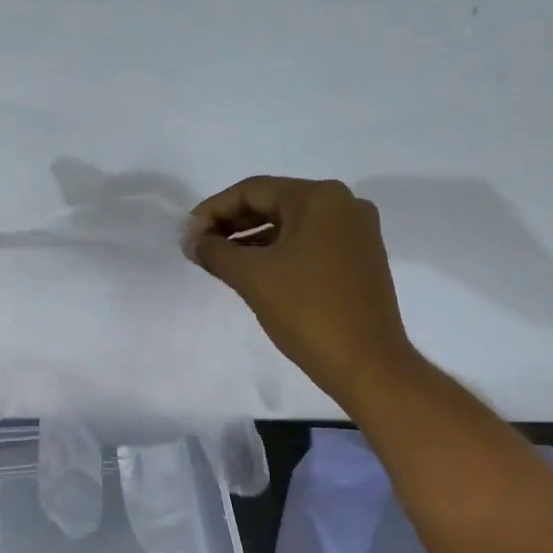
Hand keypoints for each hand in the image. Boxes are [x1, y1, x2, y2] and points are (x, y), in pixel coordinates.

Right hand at [189, 176, 416, 407]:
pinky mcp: (360, 259)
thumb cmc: (307, 311)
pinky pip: (310, 244)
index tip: (187, 234)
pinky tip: (255, 272)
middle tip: (199, 246)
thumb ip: (215, 252)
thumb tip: (191, 240)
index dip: (213, 210)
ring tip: (220, 261)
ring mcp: (357, 233)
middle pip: (274, 203)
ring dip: (253, 239)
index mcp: (319, 198)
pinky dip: (279, 253)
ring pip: (292, 226)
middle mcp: (344, 205)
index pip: (253, 190)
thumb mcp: (252, 277)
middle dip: (232, 223)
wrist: (365, 362)